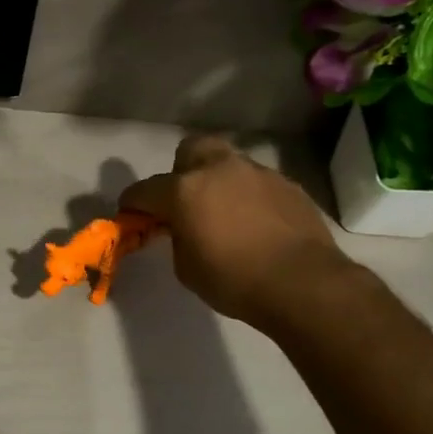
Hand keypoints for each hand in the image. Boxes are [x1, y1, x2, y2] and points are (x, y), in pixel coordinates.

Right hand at [120, 134, 349, 327]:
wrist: (302, 283)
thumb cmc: (233, 280)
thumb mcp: (186, 267)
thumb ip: (177, 237)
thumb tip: (183, 226)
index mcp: (185, 190)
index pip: (144, 190)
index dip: (132, 204)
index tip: (130, 215)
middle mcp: (219, 170)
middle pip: (190, 150)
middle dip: (181, 171)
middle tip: (185, 201)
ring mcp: (257, 173)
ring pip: (228, 164)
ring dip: (219, 183)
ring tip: (226, 214)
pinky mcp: (287, 184)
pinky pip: (257, 183)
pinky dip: (249, 197)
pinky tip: (256, 224)